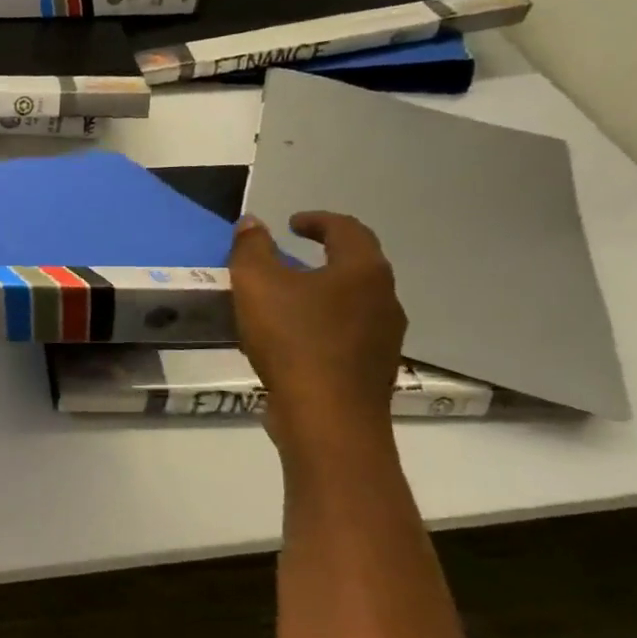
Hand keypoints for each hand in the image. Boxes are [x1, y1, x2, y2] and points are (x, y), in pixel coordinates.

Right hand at [229, 211, 405, 437]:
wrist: (327, 416)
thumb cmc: (293, 340)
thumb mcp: (257, 285)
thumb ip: (251, 249)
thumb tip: (252, 223)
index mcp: (363, 270)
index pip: (347, 229)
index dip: (318, 221)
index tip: (291, 223)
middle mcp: (385, 298)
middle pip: (356, 265)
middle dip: (323, 257)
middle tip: (289, 259)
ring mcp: (385, 337)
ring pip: (353, 302)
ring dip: (323, 294)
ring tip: (287, 301)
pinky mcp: (373, 369)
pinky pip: (348, 334)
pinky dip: (323, 325)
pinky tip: (295, 340)